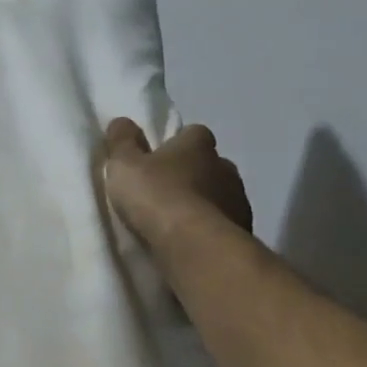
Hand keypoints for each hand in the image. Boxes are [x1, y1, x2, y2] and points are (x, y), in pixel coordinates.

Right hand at [103, 118, 252, 248]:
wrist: (194, 245)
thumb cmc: (156, 195)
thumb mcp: (124, 164)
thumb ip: (122, 141)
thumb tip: (122, 121)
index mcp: (198, 145)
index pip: (194, 133)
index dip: (177, 143)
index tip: (159, 156)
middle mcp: (224, 167)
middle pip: (209, 164)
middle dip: (192, 173)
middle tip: (165, 189)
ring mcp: (238, 200)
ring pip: (220, 194)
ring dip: (203, 202)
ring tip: (177, 220)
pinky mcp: (244, 231)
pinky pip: (224, 223)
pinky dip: (210, 227)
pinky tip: (191, 239)